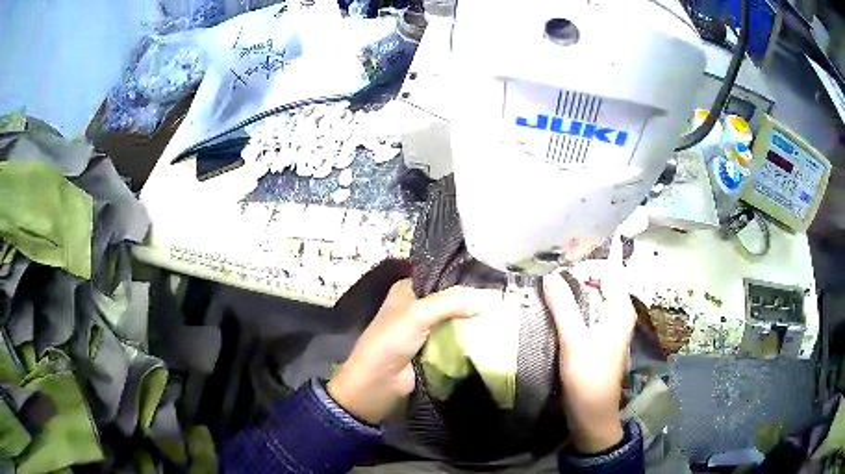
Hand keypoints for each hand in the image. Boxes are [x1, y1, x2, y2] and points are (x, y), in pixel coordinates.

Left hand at [328, 279, 493, 424]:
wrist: (378, 382)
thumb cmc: (391, 340)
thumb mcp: (418, 313)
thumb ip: (450, 302)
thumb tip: (484, 298)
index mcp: (407, 290)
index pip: (438, 277)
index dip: (461, 279)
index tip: (488, 280)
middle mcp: (416, 307)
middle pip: (448, 300)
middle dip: (469, 302)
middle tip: (498, 300)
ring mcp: (424, 330)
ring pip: (453, 321)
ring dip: (470, 321)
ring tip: (499, 315)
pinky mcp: (432, 350)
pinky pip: (454, 340)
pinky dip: (467, 339)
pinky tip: (488, 334)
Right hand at [543, 236, 635, 453]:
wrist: (593, 412)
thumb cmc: (587, 375)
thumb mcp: (573, 339)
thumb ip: (563, 306)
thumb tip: (551, 275)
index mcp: (620, 308)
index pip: (606, 272)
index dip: (584, 266)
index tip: (557, 269)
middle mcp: (620, 313)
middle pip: (600, 284)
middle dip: (576, 279)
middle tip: (548, 279)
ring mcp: (611, 327)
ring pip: (593, 300)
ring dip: (573, 295)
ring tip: (548, 292)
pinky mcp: (601, 339)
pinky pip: (589, 314)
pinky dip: (574, 309)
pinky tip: (556, 313)